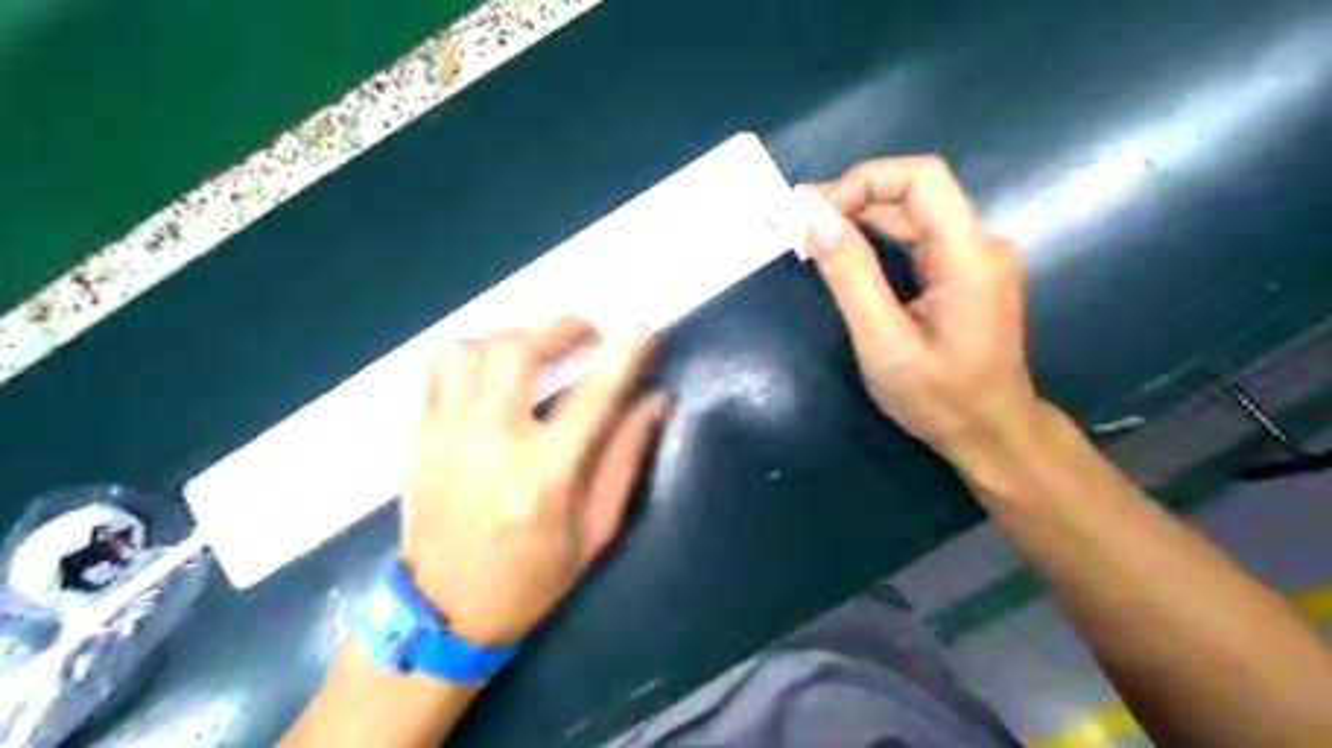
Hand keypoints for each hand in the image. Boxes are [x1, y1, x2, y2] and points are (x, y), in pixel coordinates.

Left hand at [394, 318, 666, 645]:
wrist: (444, 613)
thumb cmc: (532, 577)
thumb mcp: (594, 530)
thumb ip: (624, 459)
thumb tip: (654, 402)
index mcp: (544, 474)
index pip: (594, 396)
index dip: (622, 355)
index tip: (640, 326)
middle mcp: (491, 443)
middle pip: (517, 350)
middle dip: (559, 327)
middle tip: (584, 333)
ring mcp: (446, 436)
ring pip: (470, 349)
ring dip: (511, 337)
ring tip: (535, 351)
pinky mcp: (418, 438)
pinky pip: (435, 370)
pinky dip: (468, 356)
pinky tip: (489, 370)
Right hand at [805, 156, 1046, 460]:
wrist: (992, 434)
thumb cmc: (939, 399)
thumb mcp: (884, 343)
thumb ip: (851, 277)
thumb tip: (815, 218)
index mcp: (969, 255)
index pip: (922, 178)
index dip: (865, 180)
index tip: (816, 213)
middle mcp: (980, 244)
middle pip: (917, 193)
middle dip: (854, 198)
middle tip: (798, 220)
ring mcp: (975, 258)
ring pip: (914, 215)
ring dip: (861, 216)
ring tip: (810, 231)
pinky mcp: (965, 274)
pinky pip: (918, 239)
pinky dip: (877, 238)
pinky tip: (844, 250)